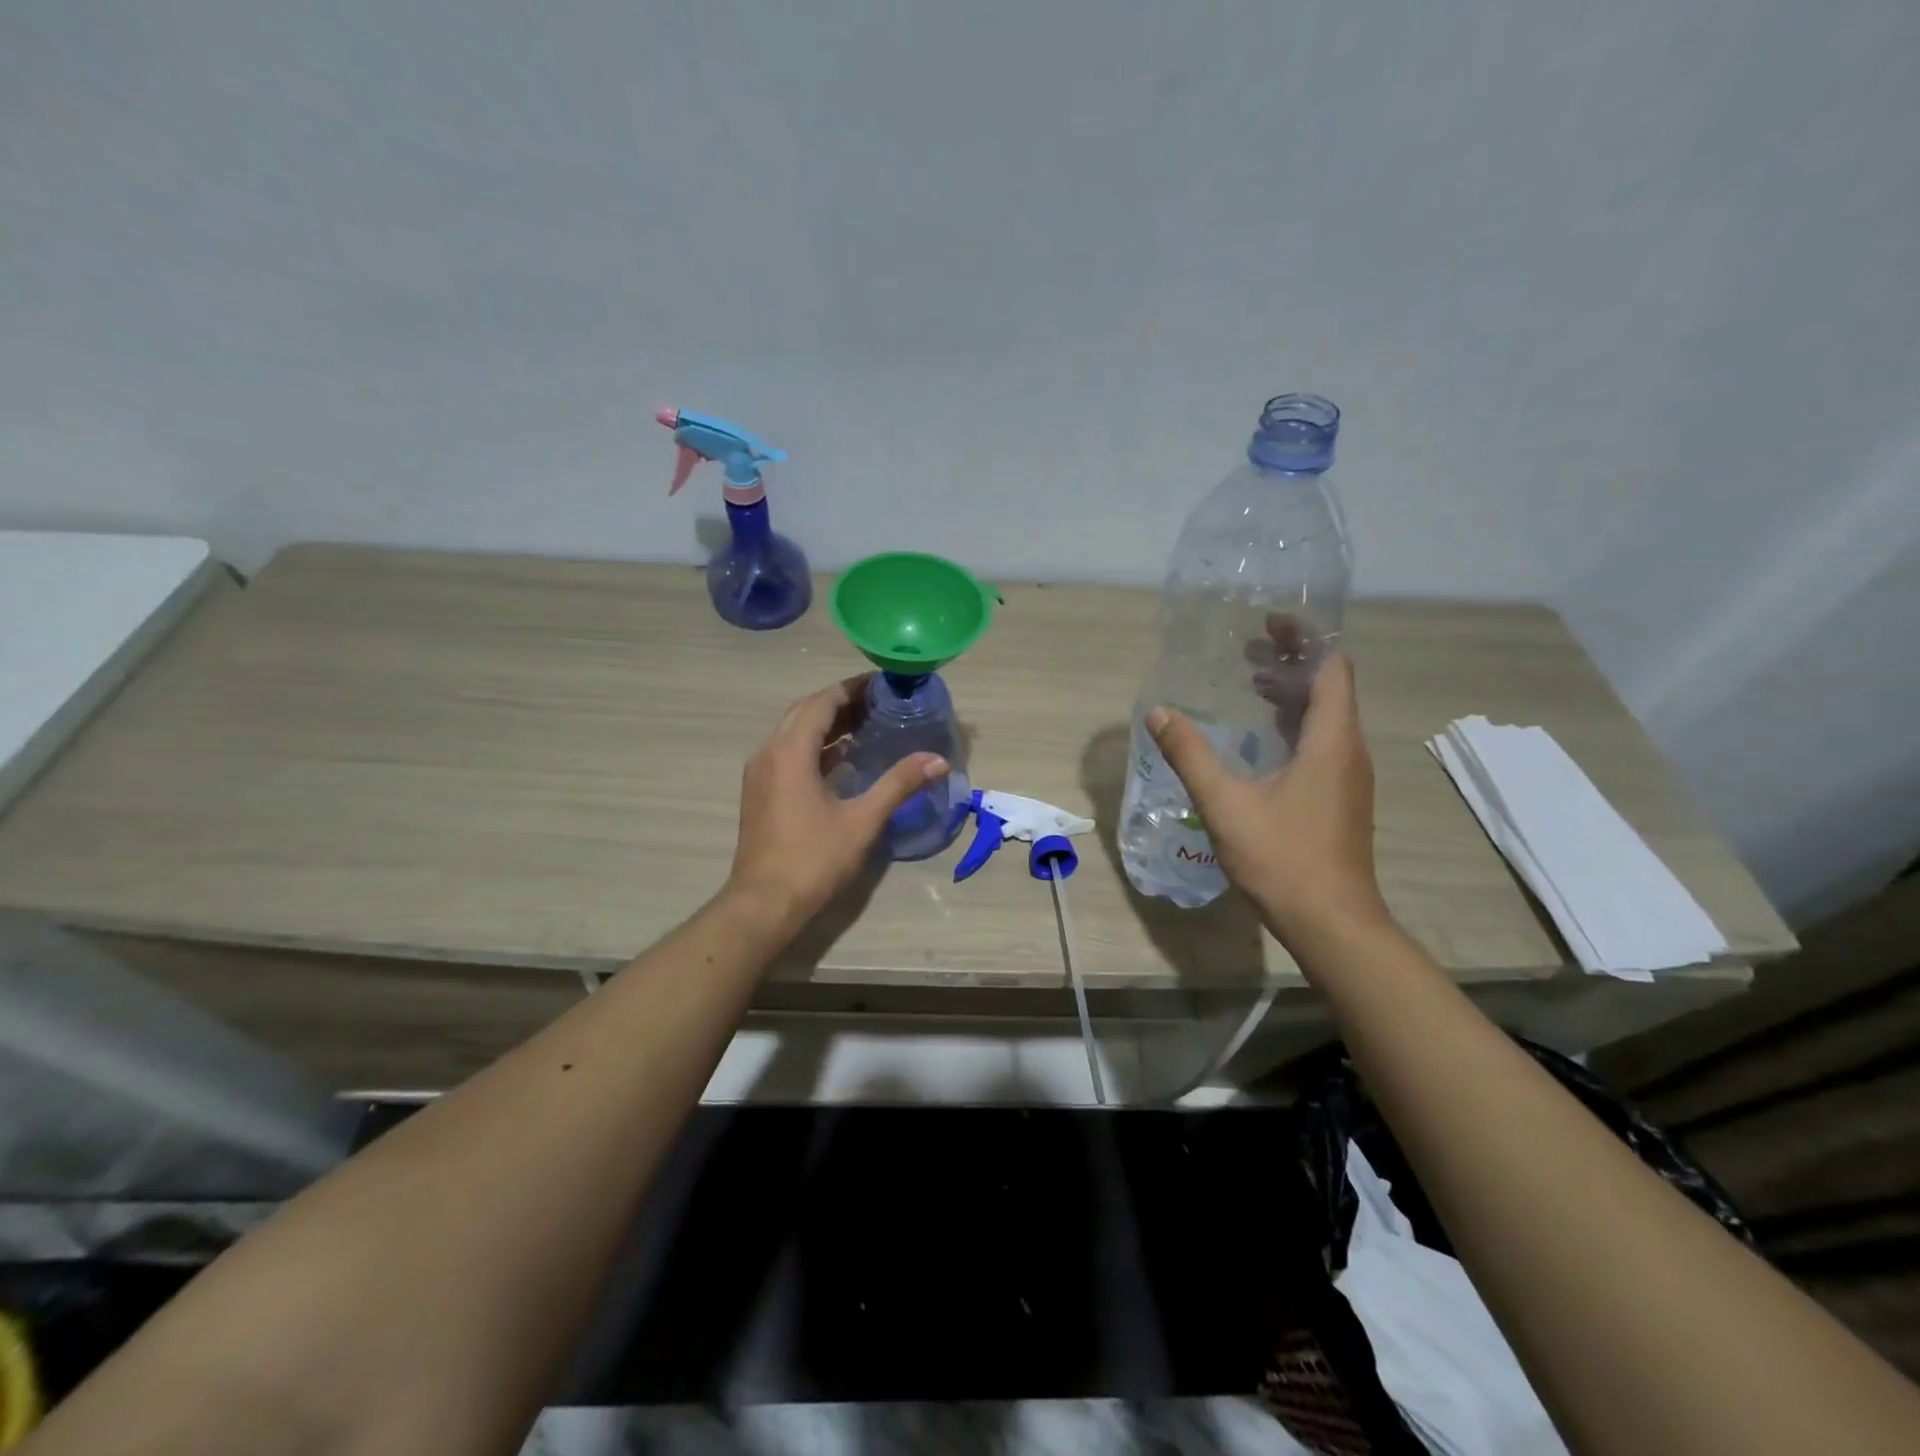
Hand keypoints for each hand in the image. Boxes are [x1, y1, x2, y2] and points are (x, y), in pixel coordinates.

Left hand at [728, 675, 948, 926]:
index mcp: (790, 751)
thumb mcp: (862, 820)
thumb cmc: (813, 859)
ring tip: (868, 725)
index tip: (884, 683)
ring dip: (827, 724)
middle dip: (842, 702)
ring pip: (794, 732)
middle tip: (880, 703)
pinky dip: (815, 747)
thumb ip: (899, 784)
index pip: (823, 701)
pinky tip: (843, 758)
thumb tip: (937, 760)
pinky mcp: (760, 791)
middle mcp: (769, 752)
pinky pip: (788, 752)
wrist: (764, 904)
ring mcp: (760, 773)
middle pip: (806, 711)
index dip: (853, 688)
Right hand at [1146, 654, 1388, 943]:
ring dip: (1291, 693)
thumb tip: (1159, 713)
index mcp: (1331, 741)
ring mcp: (1348, 776)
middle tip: (1246, 648)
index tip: (1268, 621)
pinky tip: (1260, 738)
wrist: (1332, 923)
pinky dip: (1293, 724)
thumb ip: (1190, 755)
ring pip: (1326, 716)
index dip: (1305, 638)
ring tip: (1249, 681)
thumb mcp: (1225, 804)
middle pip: (1329, 687)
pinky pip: (1322, 742)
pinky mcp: (1340, 797)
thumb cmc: (1282, 859)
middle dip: (1291, 661)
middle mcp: (1348, 750)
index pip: (1331, 667)